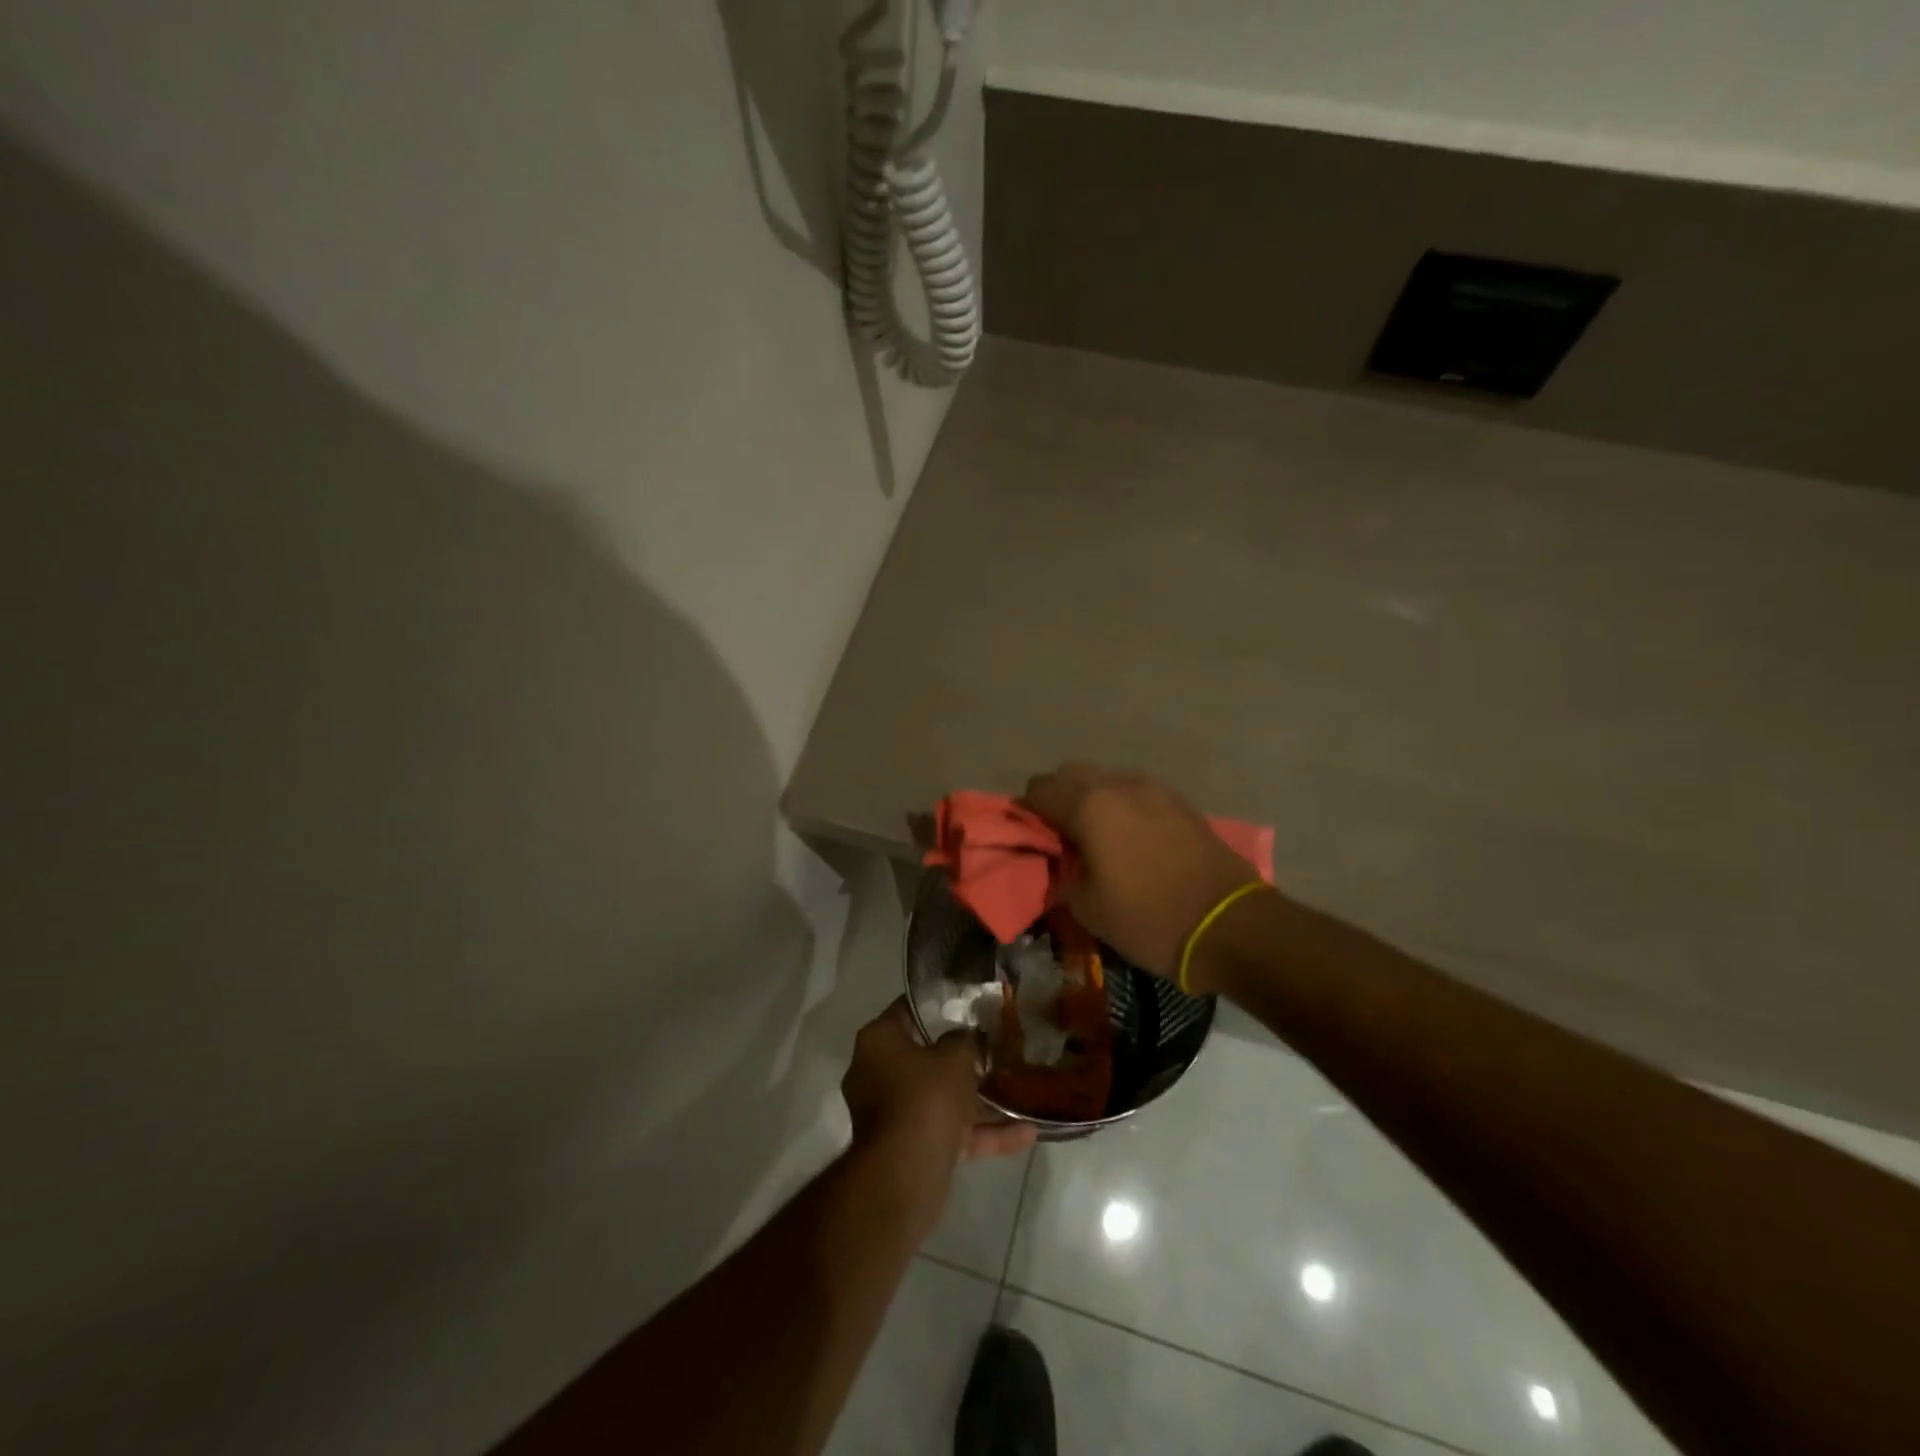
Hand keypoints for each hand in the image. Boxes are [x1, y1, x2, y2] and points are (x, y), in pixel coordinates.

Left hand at [841, 1000, 1036, 1217]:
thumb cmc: (925, 1098)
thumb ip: (964, 1040)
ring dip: (976, 1098)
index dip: (937, 1002)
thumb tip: (966, 1036)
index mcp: (878, 1041)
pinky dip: (981, 1133)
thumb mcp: (955, 1057)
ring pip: (939, 1097)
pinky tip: (1026, 1133)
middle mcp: (877, 1073)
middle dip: (960, 1055)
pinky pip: (948, 1131)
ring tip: (1016, 1088)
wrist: (905, 1175)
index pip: (907, 1010)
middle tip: (993, 1043)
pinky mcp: (910, 1147)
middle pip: (923, 1056)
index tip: (967, 1001)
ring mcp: (892, 1113)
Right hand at [1024, 762, 1266, 983]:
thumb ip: (1064, 872)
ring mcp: (1154, 789)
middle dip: (1057, 797)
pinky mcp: (1181, 802)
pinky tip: (1130, 838)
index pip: (1039, 790)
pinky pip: (1136, 791)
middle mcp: (1119, 785)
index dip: (1026, 812)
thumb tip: (1064, 858)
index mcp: (1089, 805)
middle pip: (1071, 773)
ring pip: (1106, 778)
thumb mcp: (1087, 907)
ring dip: (1091, 798)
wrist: (1230, 926)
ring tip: (1097, 836)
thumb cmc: (1149, 919)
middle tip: (1060, 836)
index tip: (1030, 839)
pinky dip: (1122, 805)